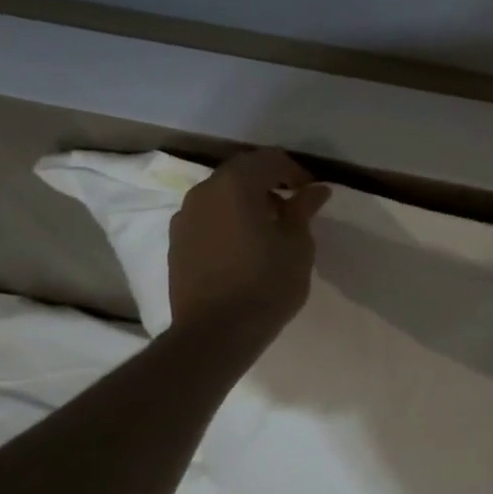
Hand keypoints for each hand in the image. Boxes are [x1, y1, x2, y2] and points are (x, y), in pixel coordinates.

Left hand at [167, 149, 330, 344]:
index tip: (312, 192)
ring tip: (269, 225)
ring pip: (221, 193)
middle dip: (269, 180)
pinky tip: (245, 243)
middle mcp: (204, 192)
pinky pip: (208, 215)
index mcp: (235, 185)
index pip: (269, 159)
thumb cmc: (266, 284)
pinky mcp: (176, 241)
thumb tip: (316, 189)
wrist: (215, 333)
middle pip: (241, 171)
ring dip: (247, 198)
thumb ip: (303, 209)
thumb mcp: (297, 244)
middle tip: (293, 203)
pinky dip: (229, 217)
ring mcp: (184, 217)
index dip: (295, 171)